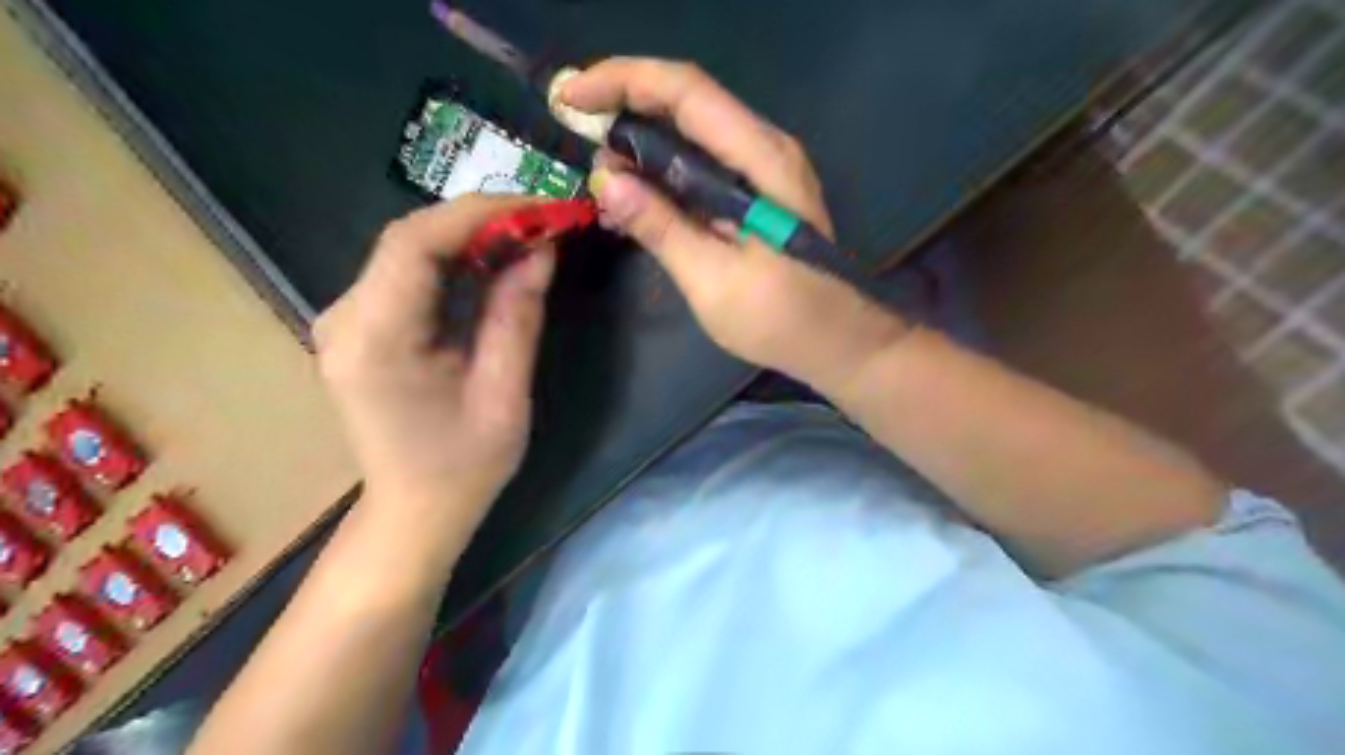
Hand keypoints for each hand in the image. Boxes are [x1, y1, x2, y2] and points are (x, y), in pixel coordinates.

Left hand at [311, 196, 553, 522]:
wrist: (415, 508)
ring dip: (471, 236)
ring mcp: (345, 319)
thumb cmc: (464, 465)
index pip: (414, 244)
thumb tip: (542, 248)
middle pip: (409, 239)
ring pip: (409, 249)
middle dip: (481, 220)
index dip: (479, 213)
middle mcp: (345, 319)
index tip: (539, 208)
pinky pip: (407, 273)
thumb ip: (518, 316)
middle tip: (543, 220)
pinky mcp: (360, 324)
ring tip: (528, 235)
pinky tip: (493, 262)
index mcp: (376, 341)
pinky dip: (454, 258)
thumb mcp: (504, 394)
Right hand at [556, 55, 903, 393]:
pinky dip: (663, 171)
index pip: (686, 92)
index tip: (569, 97)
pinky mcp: (757, 192)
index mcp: (761, 160)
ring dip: (641, 144)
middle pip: (687, 102)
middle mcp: (765, 149)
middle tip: (576, 135)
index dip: (622, 81)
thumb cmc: (781, 318)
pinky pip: (703, 163)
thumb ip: (662, 227)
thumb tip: (607, 180)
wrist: (837, 341)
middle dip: (625, 108)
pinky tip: (634, 197)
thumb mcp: (714, 281)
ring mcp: (764, 169)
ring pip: (692, 132)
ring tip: (599, 175)